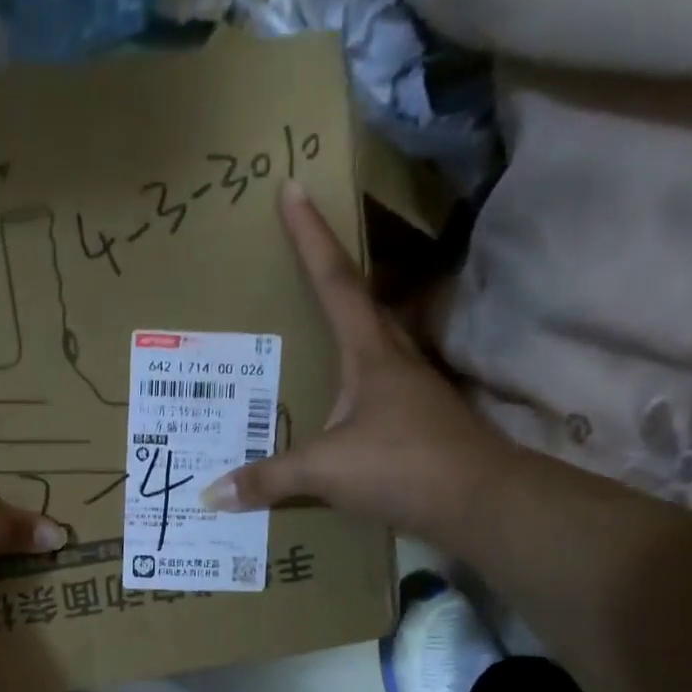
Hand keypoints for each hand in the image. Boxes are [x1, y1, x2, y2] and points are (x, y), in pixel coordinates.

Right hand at [203, 183, 514, 545]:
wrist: (481, 502)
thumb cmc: (404, 466)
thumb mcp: (327, 470)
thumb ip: (269, 479)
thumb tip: (210, 495)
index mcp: (371, 353)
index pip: (335, 281)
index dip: (312, 236)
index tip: (293, 189)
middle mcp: (392, 361)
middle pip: (358, 303)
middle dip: (327, 272)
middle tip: (295, 255)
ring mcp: (408, 392)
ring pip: (368, 345)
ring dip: (339, 329)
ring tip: (303, 332)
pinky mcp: (414, 423)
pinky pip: (369, 390)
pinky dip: (343, 386)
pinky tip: (328, 406)